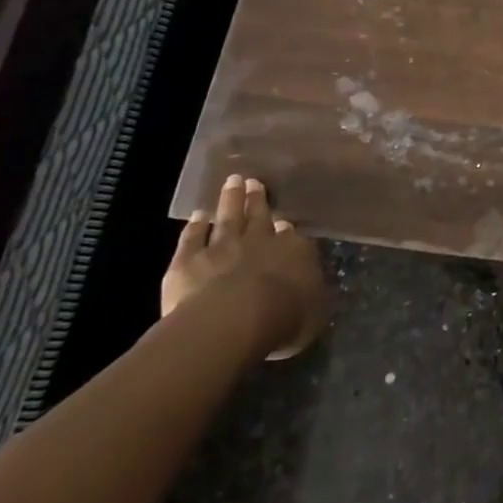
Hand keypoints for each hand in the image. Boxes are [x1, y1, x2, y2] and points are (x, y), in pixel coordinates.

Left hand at [162, 175, 327, 360]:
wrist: (231, 322)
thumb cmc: (281, 319)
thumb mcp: (314, 313)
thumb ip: (312, 295)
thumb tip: (312, 286)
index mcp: (294, 253)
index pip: (292, 236)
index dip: (286, 228)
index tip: (283, 221)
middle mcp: (260, 242)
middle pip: (259, 217)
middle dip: (257, 199)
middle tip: (255, 182)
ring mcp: (222, 248)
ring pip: (228, 218)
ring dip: (230, 199)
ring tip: (233, 181)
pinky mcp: (188, 261)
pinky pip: (192, 238)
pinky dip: (195, 226)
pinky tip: (198, 215)